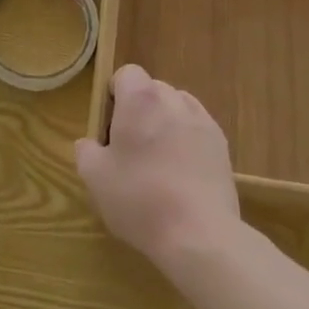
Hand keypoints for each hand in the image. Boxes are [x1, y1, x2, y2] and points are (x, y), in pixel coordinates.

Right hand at [74, 64, 240, 269]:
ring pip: (177, 108)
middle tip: (130, 147)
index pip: (127, 73)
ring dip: (165, 123)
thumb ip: (86, 151)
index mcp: (141, 100)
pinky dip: (187, 141)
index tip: (110, 126)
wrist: (199, 234)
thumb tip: (90, 144)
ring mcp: (202, 121)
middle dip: (140, 110)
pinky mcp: (222, 145)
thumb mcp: (95, 178)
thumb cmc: (140, 199)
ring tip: (159, 160)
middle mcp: (174, 100)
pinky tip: (182, 174)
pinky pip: (197, 129)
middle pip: (152, 89)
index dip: (116, 95)